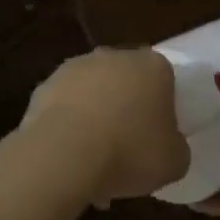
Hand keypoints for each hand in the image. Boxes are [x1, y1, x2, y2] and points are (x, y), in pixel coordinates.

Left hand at [20, 48, 189, 202]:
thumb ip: (176, 147)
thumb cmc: (130, 152)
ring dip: (94, 120)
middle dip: (125, 110)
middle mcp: (112, 56)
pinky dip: (67, 128)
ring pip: (91, 94)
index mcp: (152, 66)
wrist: (65, 153)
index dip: (161, 108)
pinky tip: (68, 159)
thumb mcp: (174, 162)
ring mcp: (74, 67)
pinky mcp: (44, 86)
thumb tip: (167, 145)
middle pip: (125, 83)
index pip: (163, 79)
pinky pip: (64, 108)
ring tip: (93, 163)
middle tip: (127, 149)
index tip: (158, 135)